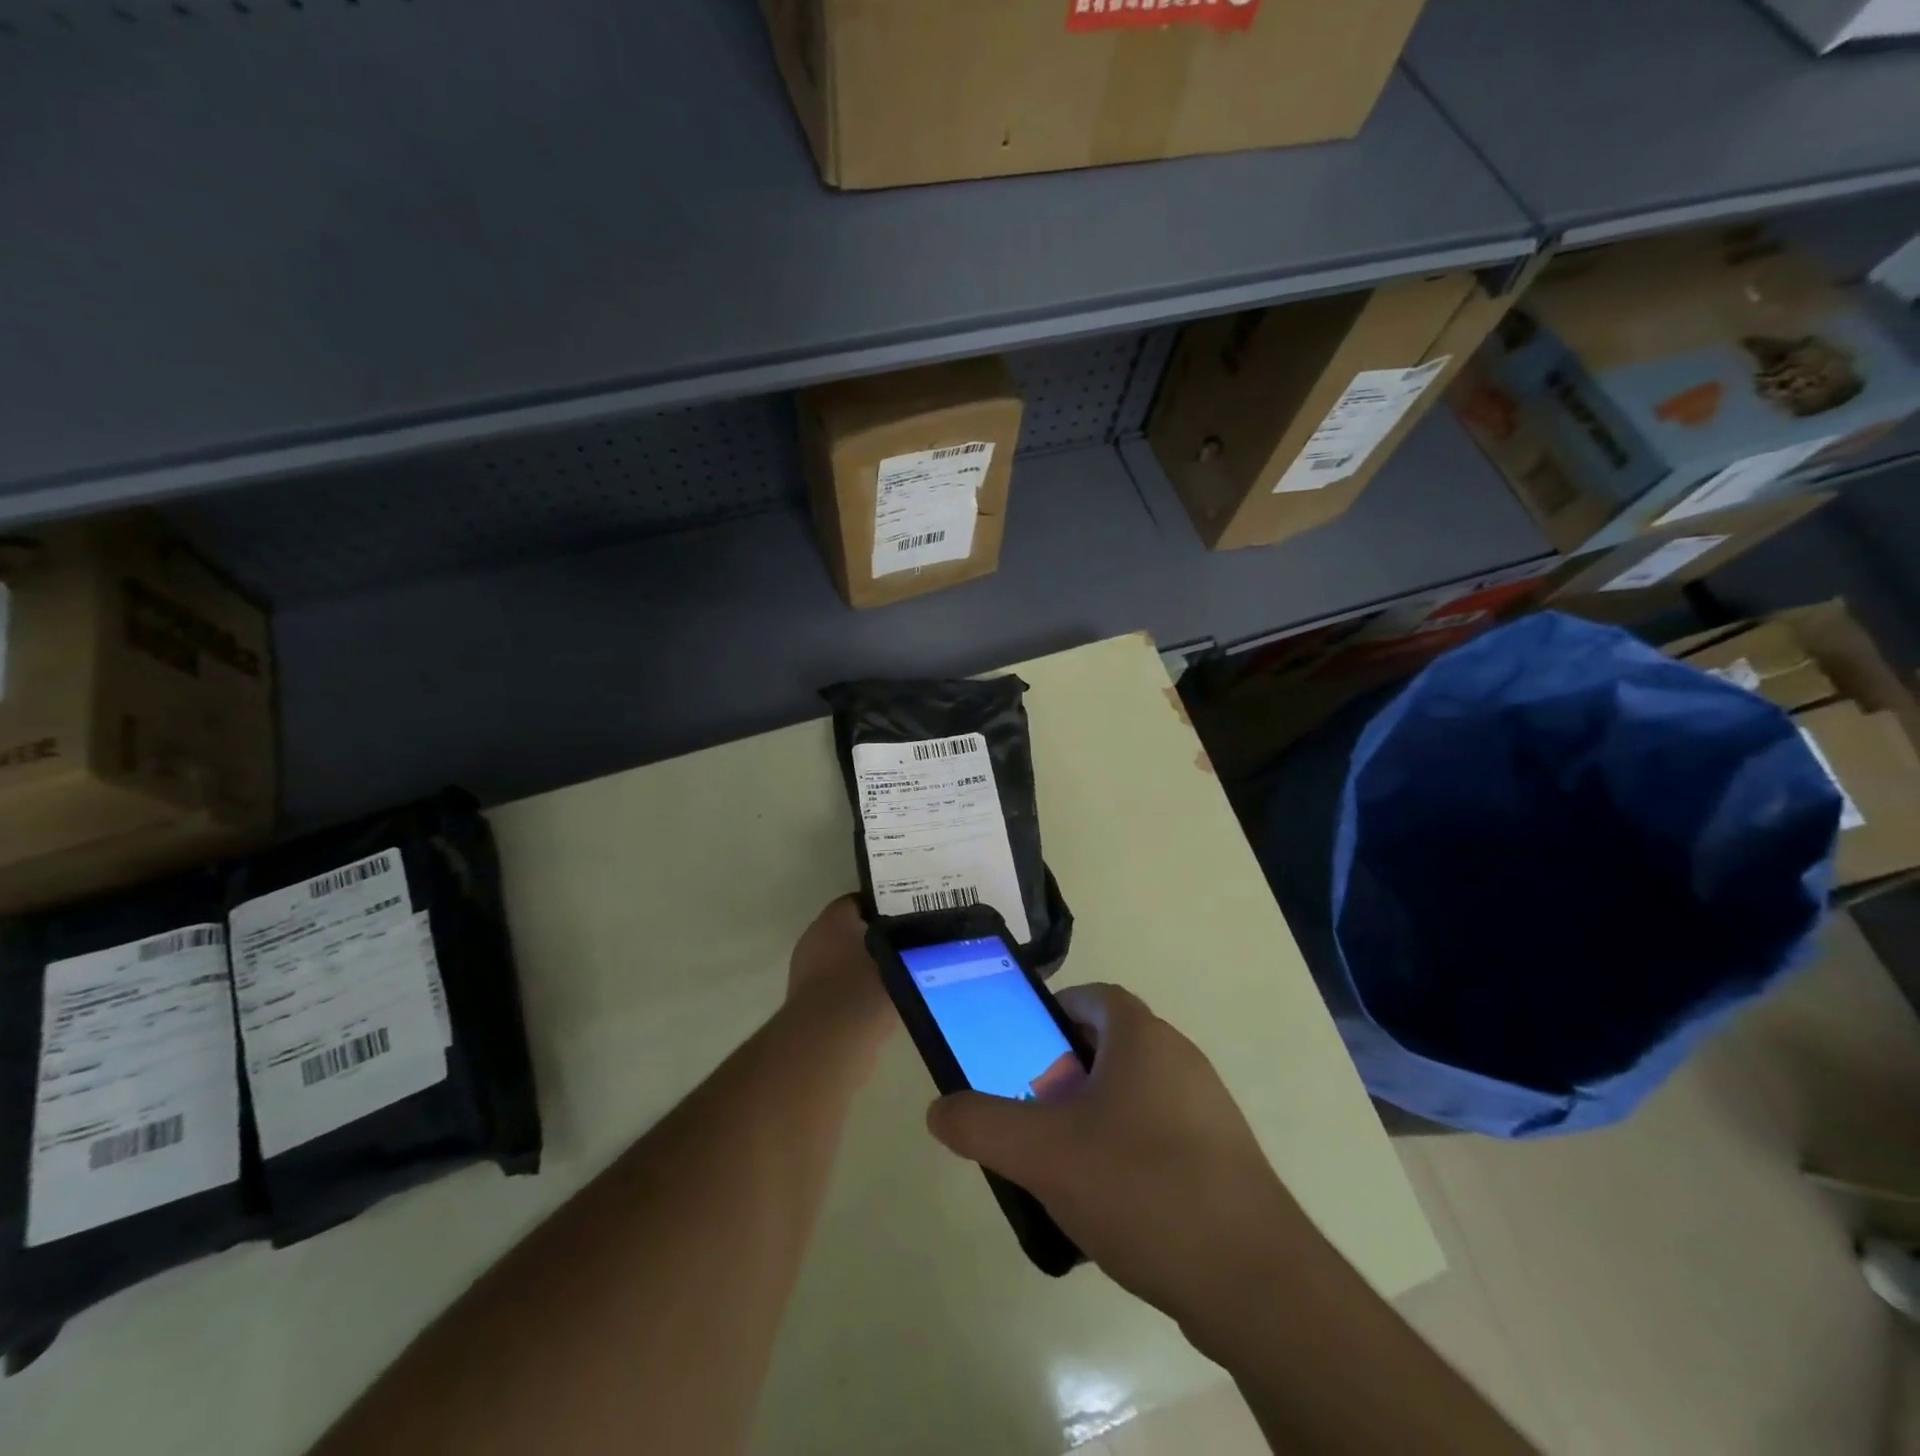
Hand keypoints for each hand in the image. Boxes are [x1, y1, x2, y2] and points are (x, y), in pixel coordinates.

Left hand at [784, 896, 894, 1071]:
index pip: (860, 901)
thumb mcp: (897, 957)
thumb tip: (914, 941)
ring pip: (843, 960)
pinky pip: (837, 987)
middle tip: (905, 947)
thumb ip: (904, 944)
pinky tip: (878, 1003)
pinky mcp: (808, 1002)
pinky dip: (853, 992)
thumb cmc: (864, 988)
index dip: (883, 907)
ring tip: (897, 977)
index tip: (906, 918)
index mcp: (834, 918)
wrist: (829, 1041)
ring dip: (864, 966)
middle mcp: (814, 937)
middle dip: (874, 938)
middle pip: (849, 930)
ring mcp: (806, 971)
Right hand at [925, 983, 1306, 1341]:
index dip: (1052, 1015)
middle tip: (1035, 1114)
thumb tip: (939, 1110)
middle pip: (1110, 1046)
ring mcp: (1208, 1108)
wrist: (1254, 1280)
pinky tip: (1112, 1205)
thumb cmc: (1142, 1187)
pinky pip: (1161, 1133)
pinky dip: (1129, 1150)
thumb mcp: (1044, 1154)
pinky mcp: (1223, 1156)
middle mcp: (1180, 1058)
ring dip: (1096, 1115)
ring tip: (1065, 1166)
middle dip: (1065, 1072)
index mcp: (1143, 1037)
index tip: (1024, 1054)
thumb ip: (982, 1124)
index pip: (1092, 998)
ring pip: (1135, 1092)